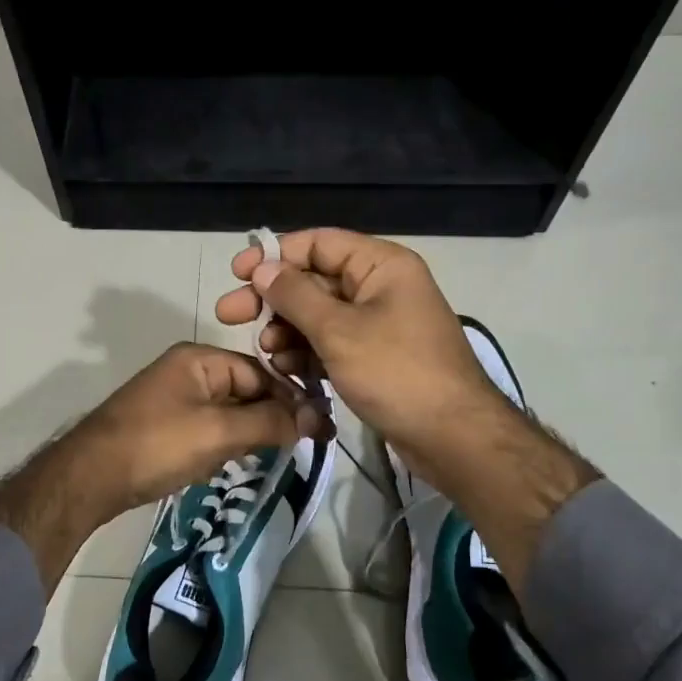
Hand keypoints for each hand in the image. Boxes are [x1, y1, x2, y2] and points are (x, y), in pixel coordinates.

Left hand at [67, 342, 330, 521]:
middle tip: (295, 448)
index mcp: (199, 359)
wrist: (90, 478)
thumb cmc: (157, 445)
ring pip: (228, 413)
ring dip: (247, 435)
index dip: (289, 399)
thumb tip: (318, 419)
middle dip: (268, 419)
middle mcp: (187, 371)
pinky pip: (208, 430)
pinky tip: (227, 465)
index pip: (259, 372)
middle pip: (245, 391)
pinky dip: (223, 446)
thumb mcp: (219, 432)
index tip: (318, 429)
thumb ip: (270, 422)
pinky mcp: (165, 426)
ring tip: (266, 458)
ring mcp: (174, 400)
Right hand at [214, 229, 513, 485]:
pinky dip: (308, 352)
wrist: (452, 437)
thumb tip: (263, 268)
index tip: (237, 275)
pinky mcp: (375, 356)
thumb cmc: (396, 373)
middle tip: (229, 316)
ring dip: (287, 329)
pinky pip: (332, 342)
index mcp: (381, 265)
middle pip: (314, 280)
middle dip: (273, 299)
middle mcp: (380, 287)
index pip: (318, 243)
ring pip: (320, 315)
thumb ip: (296, 296)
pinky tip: (286, 368)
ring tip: (266, 352)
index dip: (274, 255)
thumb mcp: (338, 331)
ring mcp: (379, 323)